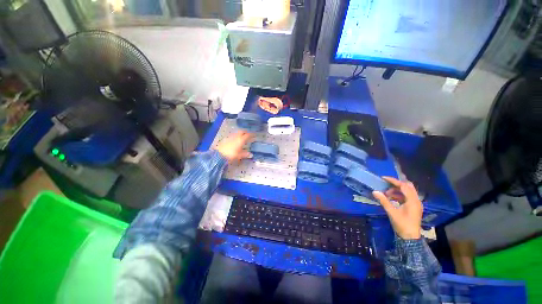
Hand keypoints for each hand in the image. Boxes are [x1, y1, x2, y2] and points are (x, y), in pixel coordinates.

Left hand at [214, 131, 253, 162]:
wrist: (218, 155)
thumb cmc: (231, 155)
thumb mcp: (239, 155)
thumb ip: (245, 154)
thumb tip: (251, 154)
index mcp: (241, 140)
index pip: (247, 135)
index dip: (252, 134)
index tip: (254, 135)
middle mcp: (236, 137)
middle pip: (242, 131)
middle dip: (246, 132)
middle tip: (248, 135)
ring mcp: (230, 137)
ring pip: (237, 133)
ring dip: (240, 134)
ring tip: (242, 137)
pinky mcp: (226, 139)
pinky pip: (233, 136)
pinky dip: (236, 136)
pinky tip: (235, 141)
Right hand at [372, 177, 422, 239]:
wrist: (410, 237)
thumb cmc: (402, 224)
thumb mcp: (391, 212)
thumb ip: (384, 201)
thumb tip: (374, 191)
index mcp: (412, 201)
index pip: (403, 186)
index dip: (393, 181)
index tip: (383, 178)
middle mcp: (416, 200)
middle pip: (408, 187)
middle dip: (396, 184)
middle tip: (386, 185)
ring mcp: (416, 204)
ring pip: (407, 191)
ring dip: (397, 190)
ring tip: (386, 194)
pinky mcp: (414, 207)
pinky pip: (407, 197)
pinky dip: (399, 195)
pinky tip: (391, 199)